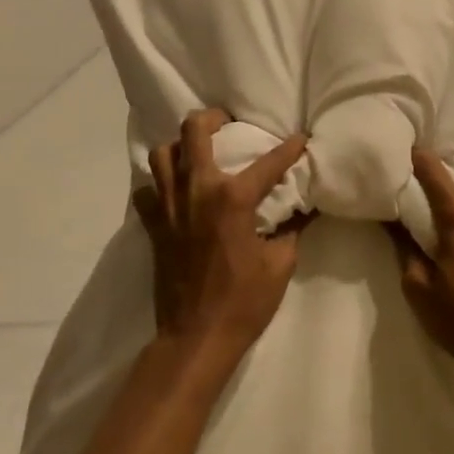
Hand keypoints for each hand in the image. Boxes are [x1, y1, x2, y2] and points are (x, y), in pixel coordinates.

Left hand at [133, 109, 309, 373]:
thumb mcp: (281, 264)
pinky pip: (146, 191)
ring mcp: (169, 207)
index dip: (289, 148)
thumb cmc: (245, 301)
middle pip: (193, 132)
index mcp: (233, 198)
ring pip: (161, 155)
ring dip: (179, 146)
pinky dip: (158, 185)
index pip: (268, 163)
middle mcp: (197, 191)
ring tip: (195, 152)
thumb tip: (307, 210)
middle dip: (211, 118)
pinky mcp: (153, 226)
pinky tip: (173, 191)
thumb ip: (293, 230)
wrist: (197, 336)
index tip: (300, 139)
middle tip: (226, 122)